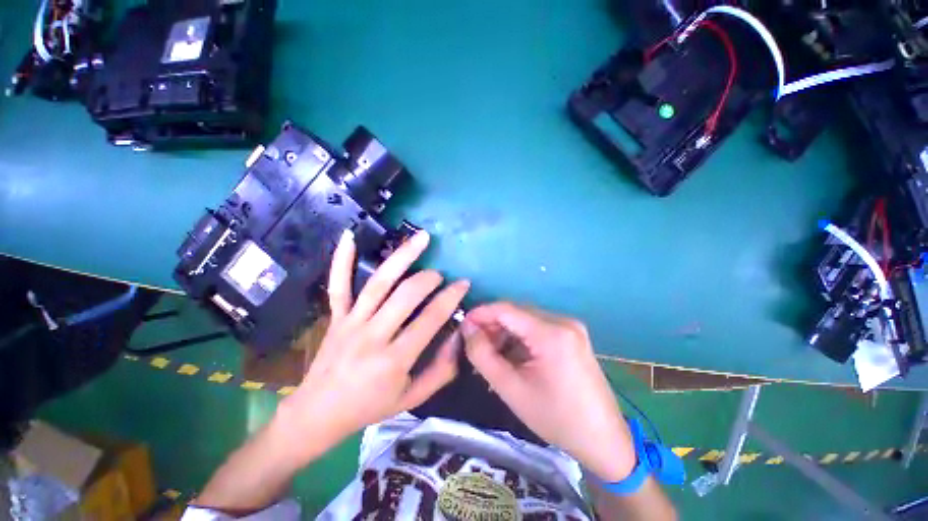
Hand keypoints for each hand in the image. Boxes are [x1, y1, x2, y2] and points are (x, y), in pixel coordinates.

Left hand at [277, 229, 468, 457]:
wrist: (318, 414)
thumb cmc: (369, 407)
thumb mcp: (413, 398)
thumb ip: (441, 370)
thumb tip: (458, 337)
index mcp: (394, 360)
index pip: (430, 319)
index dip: (451, 298)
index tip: (464, 283)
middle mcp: (373, 336)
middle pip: (405, 295)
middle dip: (429, 278)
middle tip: (440, 274)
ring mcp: (351, 323)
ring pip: (379, 283)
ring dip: (403, 256)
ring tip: (422, 237)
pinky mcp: (335, 317)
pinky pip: (338, 285)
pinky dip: (342, 259)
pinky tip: (349, 236)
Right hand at [462, 303, 635, 481]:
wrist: (603, 439)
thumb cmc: (555, 418)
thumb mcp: (511, 389)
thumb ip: (482, 354)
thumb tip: (467, 328)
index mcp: (551, 333)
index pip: (506, 309)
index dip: (480, 313)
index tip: (462, 326)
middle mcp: (563, 321)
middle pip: (516, 312)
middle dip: (492, 325)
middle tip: (475, 345)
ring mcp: (570, 327)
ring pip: (525, 319)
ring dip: (505, 332)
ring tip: (492, 355)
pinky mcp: (572, 335)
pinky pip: (537, 327)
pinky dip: (520, 338)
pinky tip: (512, 356)